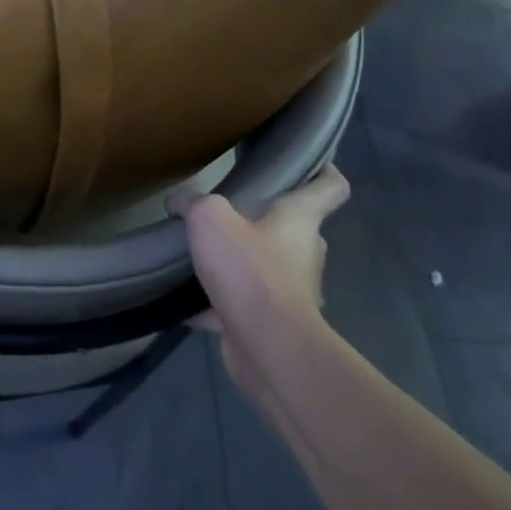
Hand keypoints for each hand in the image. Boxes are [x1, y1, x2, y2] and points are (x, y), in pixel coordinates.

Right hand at [172, 167, 350, 383]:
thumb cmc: (249, 270)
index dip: (325, 172)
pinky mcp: (273, 324)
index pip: (330, 188)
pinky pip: (244, 305)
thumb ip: (194, 204)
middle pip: (294, 229)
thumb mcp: (210, 219)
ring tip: (202, 257)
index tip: (313, 163)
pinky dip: (218, 304)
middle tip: (228, 214)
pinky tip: (186, 301)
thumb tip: (180, 202)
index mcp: (299, 220)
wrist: (267, 346)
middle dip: (265, 222)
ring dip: (241, 265)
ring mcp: (292, 292)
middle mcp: (303, 253)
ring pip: (267, 269)